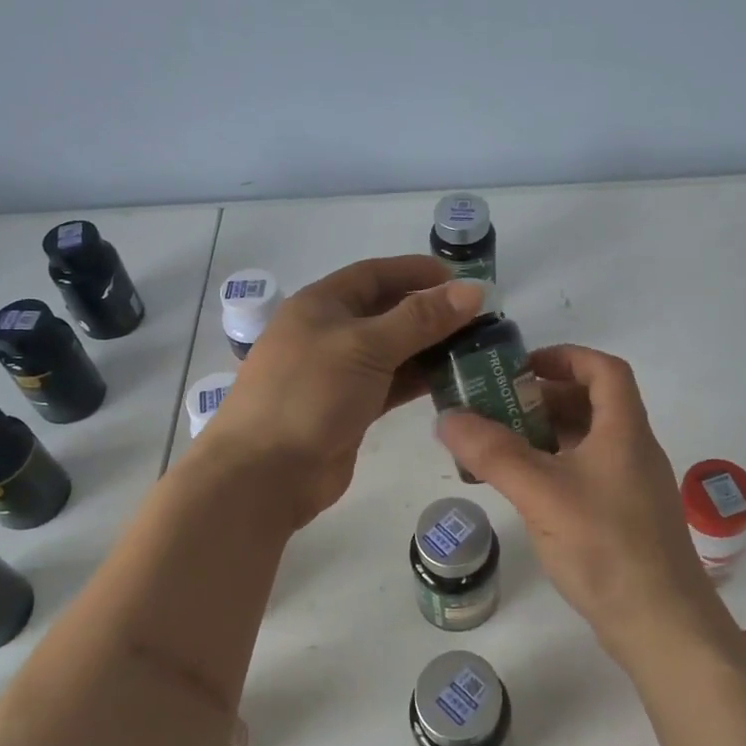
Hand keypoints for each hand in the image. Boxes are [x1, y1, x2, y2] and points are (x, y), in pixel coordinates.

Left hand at [198, 256, 486, 526]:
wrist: (266, 472)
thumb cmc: (310, 394)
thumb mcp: (366, 346)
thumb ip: (420, 319)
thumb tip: (473, 290)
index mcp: (321, 304)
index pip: (375, 274)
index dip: (417, 272)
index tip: (462, 281)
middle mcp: (328, 333)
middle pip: (387, 312)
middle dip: (430, 313)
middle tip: (479, 321)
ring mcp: (338, 374)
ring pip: (392, 351)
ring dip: (429, 349)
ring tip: (475, 350)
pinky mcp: (349, 409)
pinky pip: (391, 384)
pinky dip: (418, 380)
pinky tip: (452, 380)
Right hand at [436, 345, 742, 667]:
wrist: (661, 625)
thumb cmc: (606, 546)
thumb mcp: (542, 493)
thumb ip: (493, 453)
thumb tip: (447, 417)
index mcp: (624, 431)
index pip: (604, 370)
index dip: (566, 357)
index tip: (523, 367)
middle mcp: (633, 451)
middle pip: (592, 404)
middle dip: (543, 399)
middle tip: (497, 409)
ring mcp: (631, 487)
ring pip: (586, 443)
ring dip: (545, 436)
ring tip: (499, 447)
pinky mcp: (624, 519)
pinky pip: (585, 475)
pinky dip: (554, 469)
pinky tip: (524, 490)